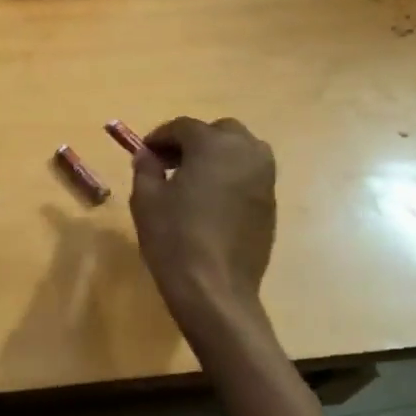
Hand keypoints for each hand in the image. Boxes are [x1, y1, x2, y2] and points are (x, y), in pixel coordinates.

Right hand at [129, 117, 276, 327]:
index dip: (160, 136)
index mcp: (213, 145)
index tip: (145, 152)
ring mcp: (264, 179)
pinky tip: (211, 200)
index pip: (183, 127)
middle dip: (194, 141)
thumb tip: (148, 155)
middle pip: (220, 131)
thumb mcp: (146, 198)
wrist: (215, 288)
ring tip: (193, 179)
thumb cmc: (174, 237)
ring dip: (217, 155)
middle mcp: (246, 153)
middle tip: (170, 162)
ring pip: (241, 150)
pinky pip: (250, 175)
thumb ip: (146, 167)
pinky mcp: (270, 203)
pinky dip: (231, 176)